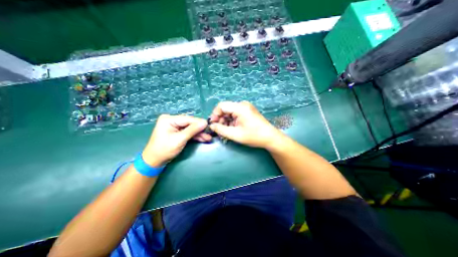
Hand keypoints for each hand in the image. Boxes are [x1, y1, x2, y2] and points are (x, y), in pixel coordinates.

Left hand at [143, 114, 208, 166]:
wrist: (155, 161)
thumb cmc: (164, 149)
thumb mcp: (180, 139)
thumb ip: (192, 130)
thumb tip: (205, 122)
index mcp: (169, 119)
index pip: (188, 119)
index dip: (199, 122)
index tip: (209, 125)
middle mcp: (172, 120)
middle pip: (190, 123)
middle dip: (200, 129)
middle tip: (210, 133)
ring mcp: (174, 126)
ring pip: (190, 128)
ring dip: (199, 134)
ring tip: (208, 138)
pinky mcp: (177, 132)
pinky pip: (188, 132)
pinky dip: (195, 136)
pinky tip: (203, 138)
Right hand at [209, 100, 284, 148]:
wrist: (270, 137)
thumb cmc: (254, 136)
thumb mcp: (235, 134)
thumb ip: (221, 130)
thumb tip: (212, 126)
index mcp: (240, 107)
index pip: (221, 106)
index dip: (215, 115)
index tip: (213, 125)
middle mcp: (242, 104)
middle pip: (226, 109)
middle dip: (220, 119)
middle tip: (219, 130)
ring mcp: (246, 107)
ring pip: (230, 112)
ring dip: (226, 121)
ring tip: (225, 131)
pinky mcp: (247, 111)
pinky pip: (235, 114)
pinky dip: (231, 121)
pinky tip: (232, 129)